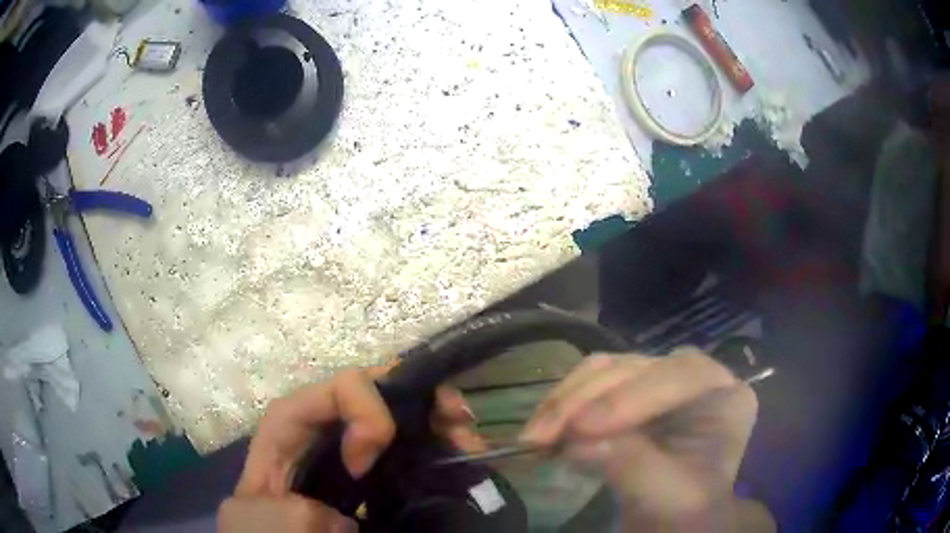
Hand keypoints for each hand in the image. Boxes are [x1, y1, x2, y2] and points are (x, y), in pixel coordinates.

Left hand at [218, 366, 482, 532]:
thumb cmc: (264, 527)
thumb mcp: (266, 516)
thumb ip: (298, 508)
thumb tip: (348, 516)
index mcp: (293, 424)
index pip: (336, 388)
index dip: (363, 412)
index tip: (368, 461)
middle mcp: (328, 427)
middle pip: (378, 391)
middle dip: (422, 397)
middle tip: (458, 419)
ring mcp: (353, 449)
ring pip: (400, 415)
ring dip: (439, 421)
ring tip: (469, 440)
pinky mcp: (375, 472)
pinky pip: (410, 450)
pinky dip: (438, 447)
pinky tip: (463, 456)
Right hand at [521, 348, 758, 530]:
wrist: (672, 523)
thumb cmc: (684, 512)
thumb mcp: (668, 496)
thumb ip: (632, 465)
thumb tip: (578, 441)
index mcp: (725, 396)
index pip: (682, 375)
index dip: (631, 397)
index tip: (583, 430)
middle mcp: (694, 377)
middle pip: (637, 368)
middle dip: (584, 401)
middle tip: (539, 437)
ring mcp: (660, 381)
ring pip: (606, 370)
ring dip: (564, 401)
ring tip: (533, 436)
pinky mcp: (629, 393)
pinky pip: (589, 385)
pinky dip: (560, 405)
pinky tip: (540, 430)